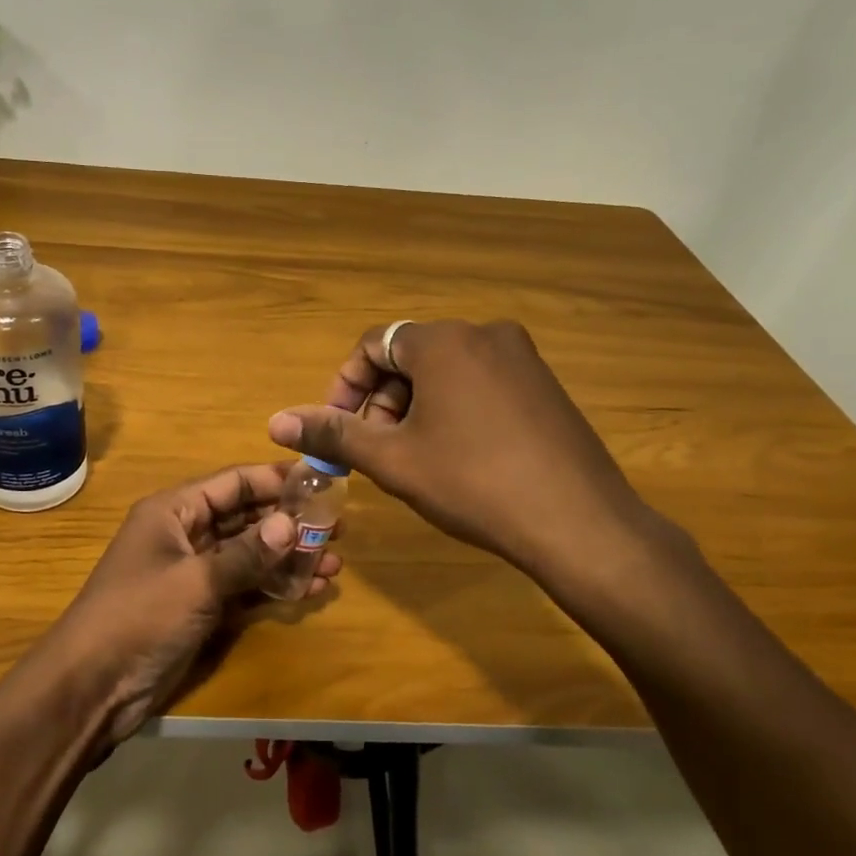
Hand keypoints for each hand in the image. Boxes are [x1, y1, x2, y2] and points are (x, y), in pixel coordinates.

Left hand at [48, 463, 341, 744]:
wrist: (93, 686)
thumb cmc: (139, 617)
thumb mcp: (196, 580)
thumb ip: (246, 553)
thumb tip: (291, 524)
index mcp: (173, 511)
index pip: (232, 482)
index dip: (274, 479)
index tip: (320, 482)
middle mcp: (185, 534)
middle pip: (244, 517)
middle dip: (288, 521)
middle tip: (338, 526)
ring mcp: (193, 573)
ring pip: (249, 554)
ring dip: (288, 557)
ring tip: (335, 562)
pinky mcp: (201, 607)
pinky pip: (244, 587)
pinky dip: (274, 586)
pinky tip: (311, 589)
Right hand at [268, 320, 664, 582]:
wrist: (578, 521)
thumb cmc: (473, 483)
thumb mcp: (393, 460)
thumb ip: (333, 434)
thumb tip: (276, 421)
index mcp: (445, 341)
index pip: (373, 344)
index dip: (345, 386)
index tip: (338, 429)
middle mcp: (485, 334)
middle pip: (410, 357)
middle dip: (380, 401)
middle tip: (375, 451)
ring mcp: (523, 358)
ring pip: (446, 372)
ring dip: (414, 408)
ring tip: (413, 459)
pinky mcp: (545, 385)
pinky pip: (480, 383)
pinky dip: (453, 410)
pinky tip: (457, 457)